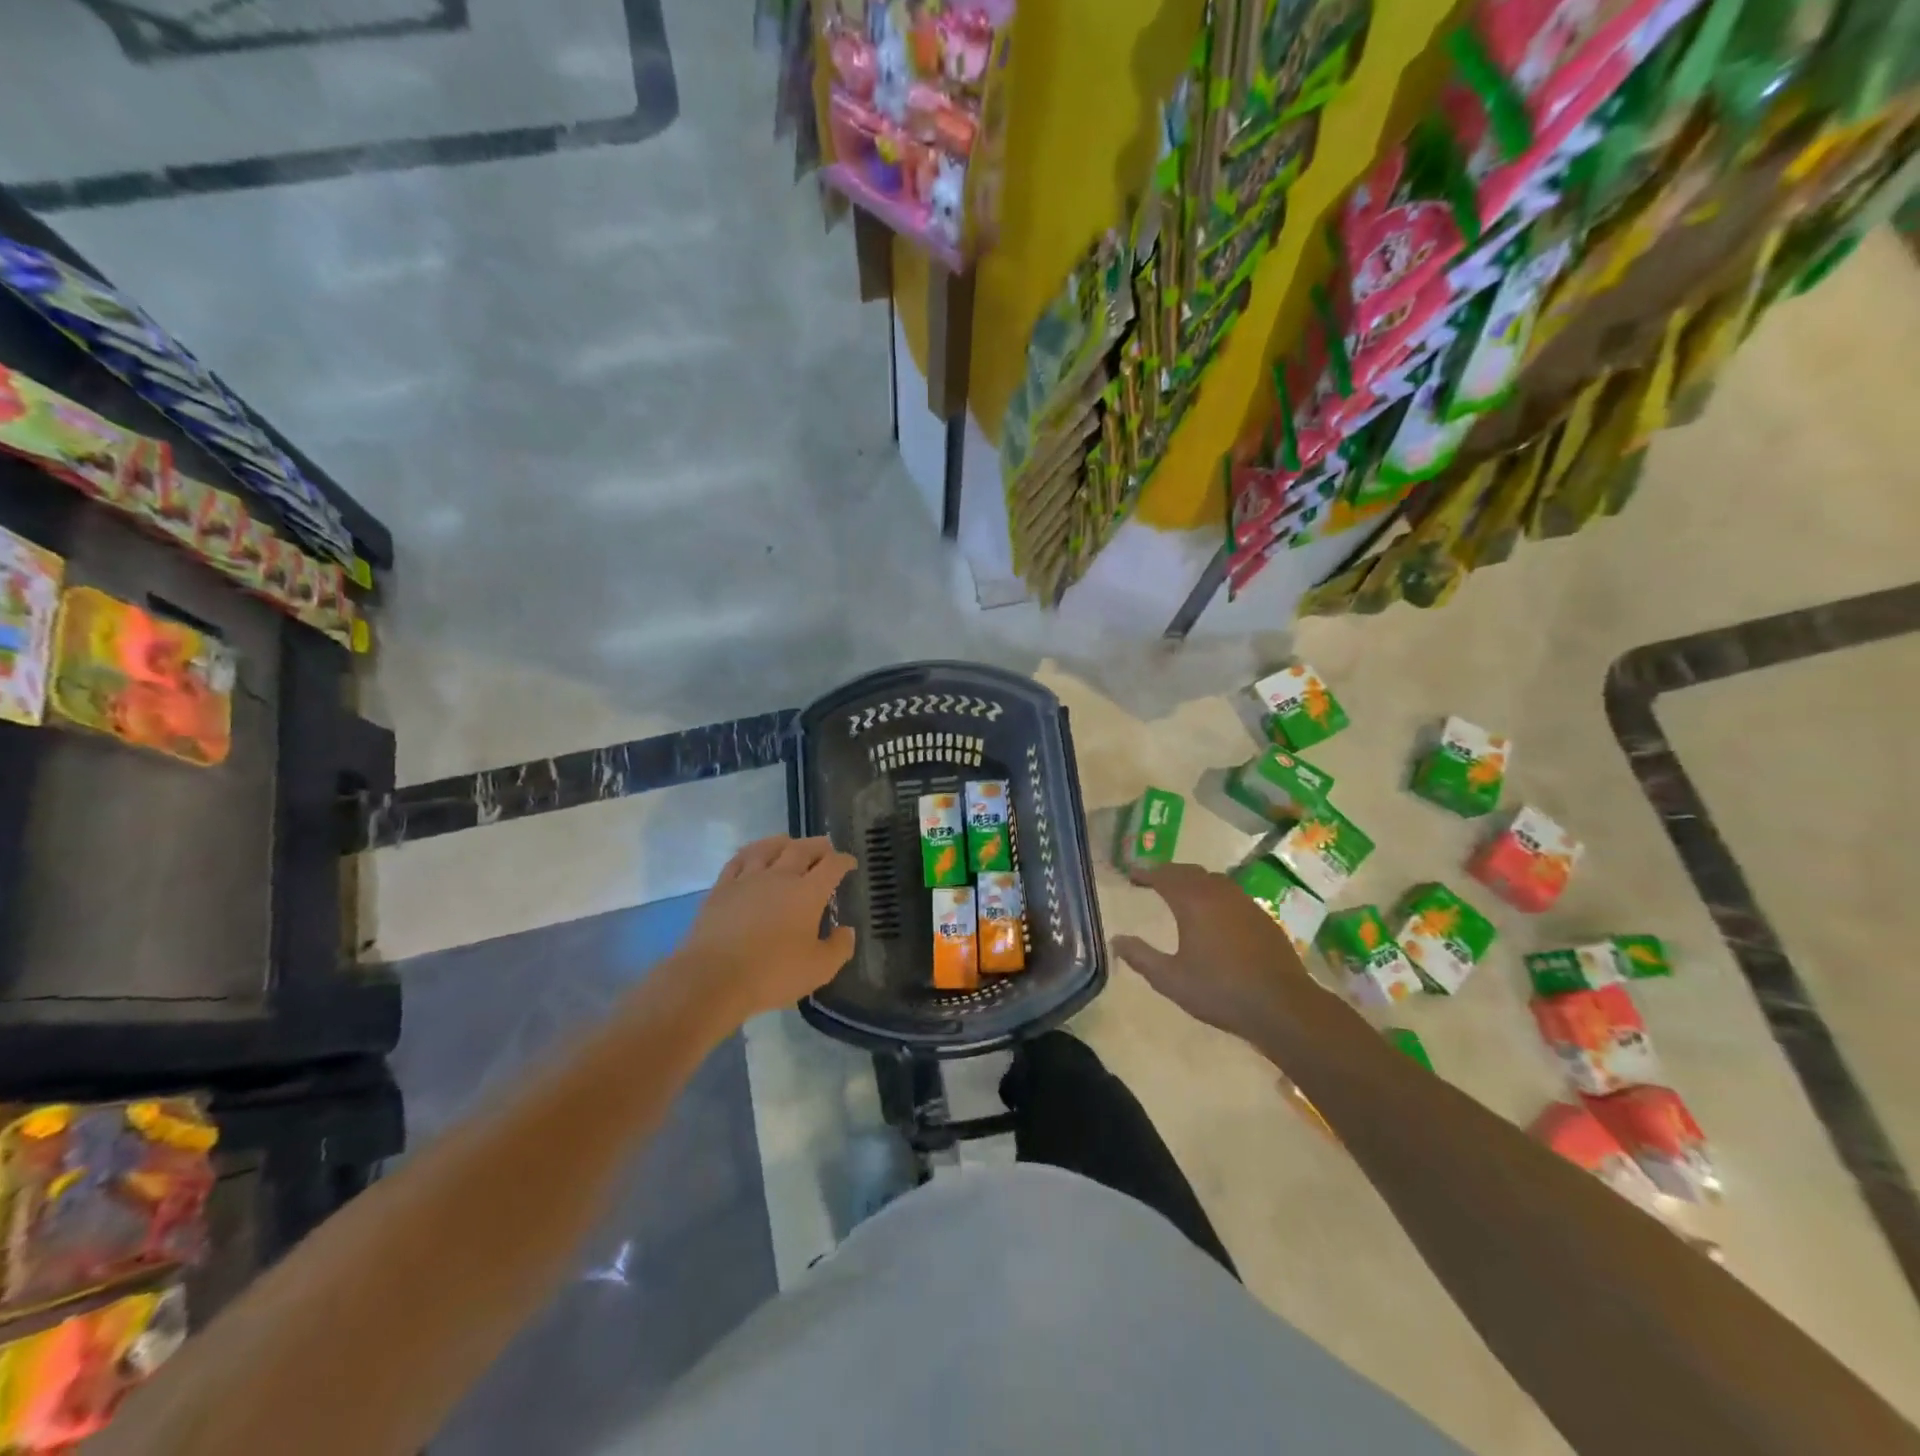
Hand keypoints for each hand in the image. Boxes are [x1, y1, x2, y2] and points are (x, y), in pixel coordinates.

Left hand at [674, 836, 857, 1027]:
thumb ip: (839, 948)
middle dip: (818, 846)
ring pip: (768, 848)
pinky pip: (738, 860)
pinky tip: (752, 856)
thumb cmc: (772, 973)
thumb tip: (847, 930)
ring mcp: (748, 879)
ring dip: (784, 842)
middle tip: (825, 847)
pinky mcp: (721, 888)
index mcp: (808, 893)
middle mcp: (780, 877)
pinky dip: (751, 852)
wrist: (713, 978)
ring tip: (789, 842)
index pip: (832, 866)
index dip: (844, 861)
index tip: (850, 863)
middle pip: (802, 849)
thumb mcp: (819, 969)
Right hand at [1112, 862, 1323, 1044]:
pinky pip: (1231, 894)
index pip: (1164, 876)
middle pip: (1189, 872)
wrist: (1283, 1006)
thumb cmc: (1221, 991)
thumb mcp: (1171, 980)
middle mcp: (1219, 894)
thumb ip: (1141, 957)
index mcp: (1193, 903)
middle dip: (1168, 872)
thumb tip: (1116, 940)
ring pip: (1213, 880)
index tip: (1131, 873)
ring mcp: (1245, 903)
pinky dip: (1214, 893)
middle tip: (1152, 880)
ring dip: (1193, 880)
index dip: (1145, 872)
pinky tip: (1214, 913)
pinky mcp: (1263, 917)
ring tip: (1180, 892)